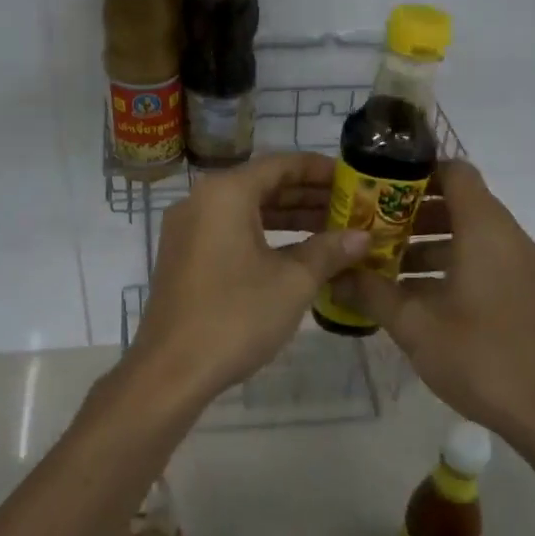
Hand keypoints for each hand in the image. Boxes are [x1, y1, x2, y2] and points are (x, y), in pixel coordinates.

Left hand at [123, 153, 369, 414]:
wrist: (171, 371)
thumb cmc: (236, 316)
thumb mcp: (293, 282)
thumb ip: (329, 251)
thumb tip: (363, 237)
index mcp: (225, 193)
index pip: (281, 164)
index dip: (321, 170)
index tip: (354, 180)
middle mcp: (201, 200)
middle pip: (263, 185)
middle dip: (308, 196)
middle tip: (351, 208)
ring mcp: (188, 229)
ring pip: (247, 211)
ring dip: (289, 218)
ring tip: (333, 230)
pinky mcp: (184, 256)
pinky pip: (230, 232)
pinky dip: (264, 236)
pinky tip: (298, 254)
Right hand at [330, 161, 534, 440]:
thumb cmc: (480, 357)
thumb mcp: (414, 325)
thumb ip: (372, 292)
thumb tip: (335, 274)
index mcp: (485, 231)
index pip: (456, 172)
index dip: (417, 171)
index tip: (380, 186)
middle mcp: (509, 238)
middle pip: (461, 202)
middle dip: (414, 211)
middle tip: (372, 226)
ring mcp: (522, 266)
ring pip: (472, 234)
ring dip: (430, 240)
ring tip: (386, 263)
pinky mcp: (526, 291)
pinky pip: (485, 259)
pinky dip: (452, 263)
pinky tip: (418, 294)